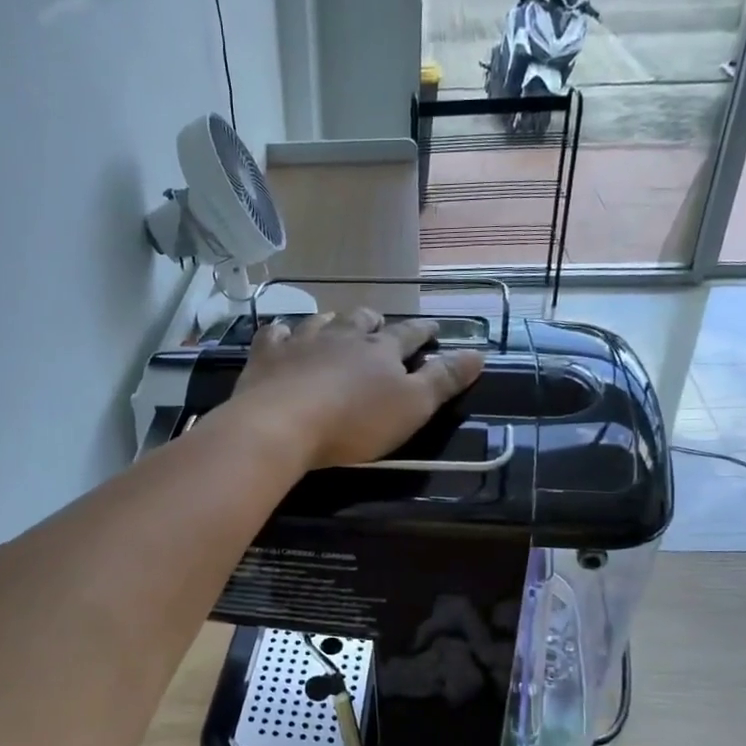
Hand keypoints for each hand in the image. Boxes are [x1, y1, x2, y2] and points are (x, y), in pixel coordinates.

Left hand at [231, 309, 484, 470]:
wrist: (282, 425)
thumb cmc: (354, 422)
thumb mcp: (412, 407)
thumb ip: (444, 380)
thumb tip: (479, 353)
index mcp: (380, 350)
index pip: (409, 335)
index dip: (423, 331)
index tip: (433, 327)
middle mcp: (342, 336)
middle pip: (362, 321)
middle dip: (374, 322)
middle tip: (378, 325)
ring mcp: (302, 341)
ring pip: (321, 321)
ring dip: (332, 322)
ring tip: (334, 324)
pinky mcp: (267, 355)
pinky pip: (276, 334)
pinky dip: (283, 333)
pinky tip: (283, 335)